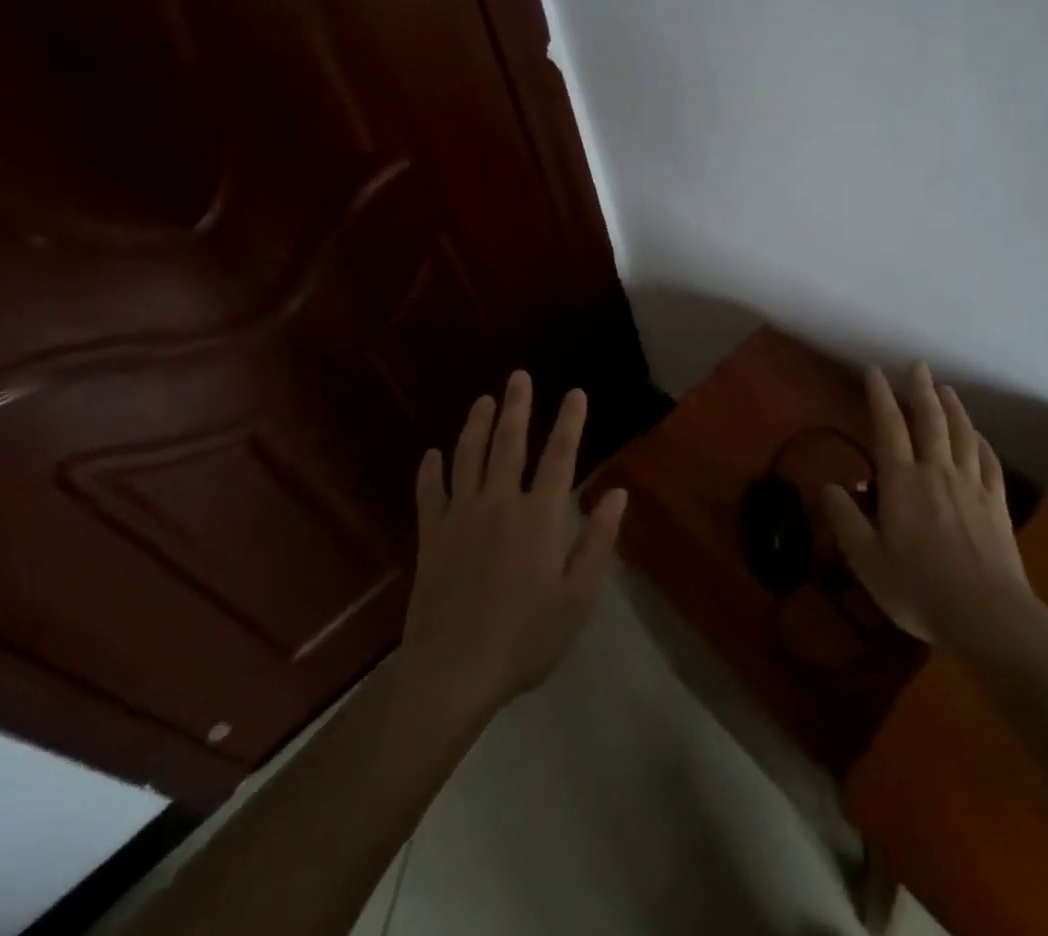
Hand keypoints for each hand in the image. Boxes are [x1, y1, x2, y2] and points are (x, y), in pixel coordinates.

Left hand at [399, 370, 627, 717]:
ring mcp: (461, 515)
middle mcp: (500, 503)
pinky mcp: (432, 535)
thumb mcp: (577, 598)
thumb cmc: (524, 638)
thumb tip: (617, 493)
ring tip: (484, 399)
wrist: (452, 671)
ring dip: (477, 425)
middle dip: (518, 406)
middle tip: (519, 376)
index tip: (576, 393)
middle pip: (509, 443)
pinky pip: (430, 492)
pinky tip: (432, 454)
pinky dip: (431, 470)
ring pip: (468, 456)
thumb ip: (598, 541)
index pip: (560, 456)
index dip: (570, 422)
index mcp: (540, 516)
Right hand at [821, 362, 1033, 652]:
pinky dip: (983, 443)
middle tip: (919, 365)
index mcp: (902, 481)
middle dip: (922, 389)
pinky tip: (980, 438)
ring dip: (954, 408)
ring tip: (947, 390)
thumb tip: (828, 486)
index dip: (880, 396)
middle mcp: (937, 472)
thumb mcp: (867, 560)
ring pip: (963, 434)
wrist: (987, 615)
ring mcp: (972, 486)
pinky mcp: (997, 505)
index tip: (875, 371)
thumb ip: (845, 520)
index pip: (888, 427)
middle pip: (930, 420)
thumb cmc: (918, 588)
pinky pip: (990, 463)